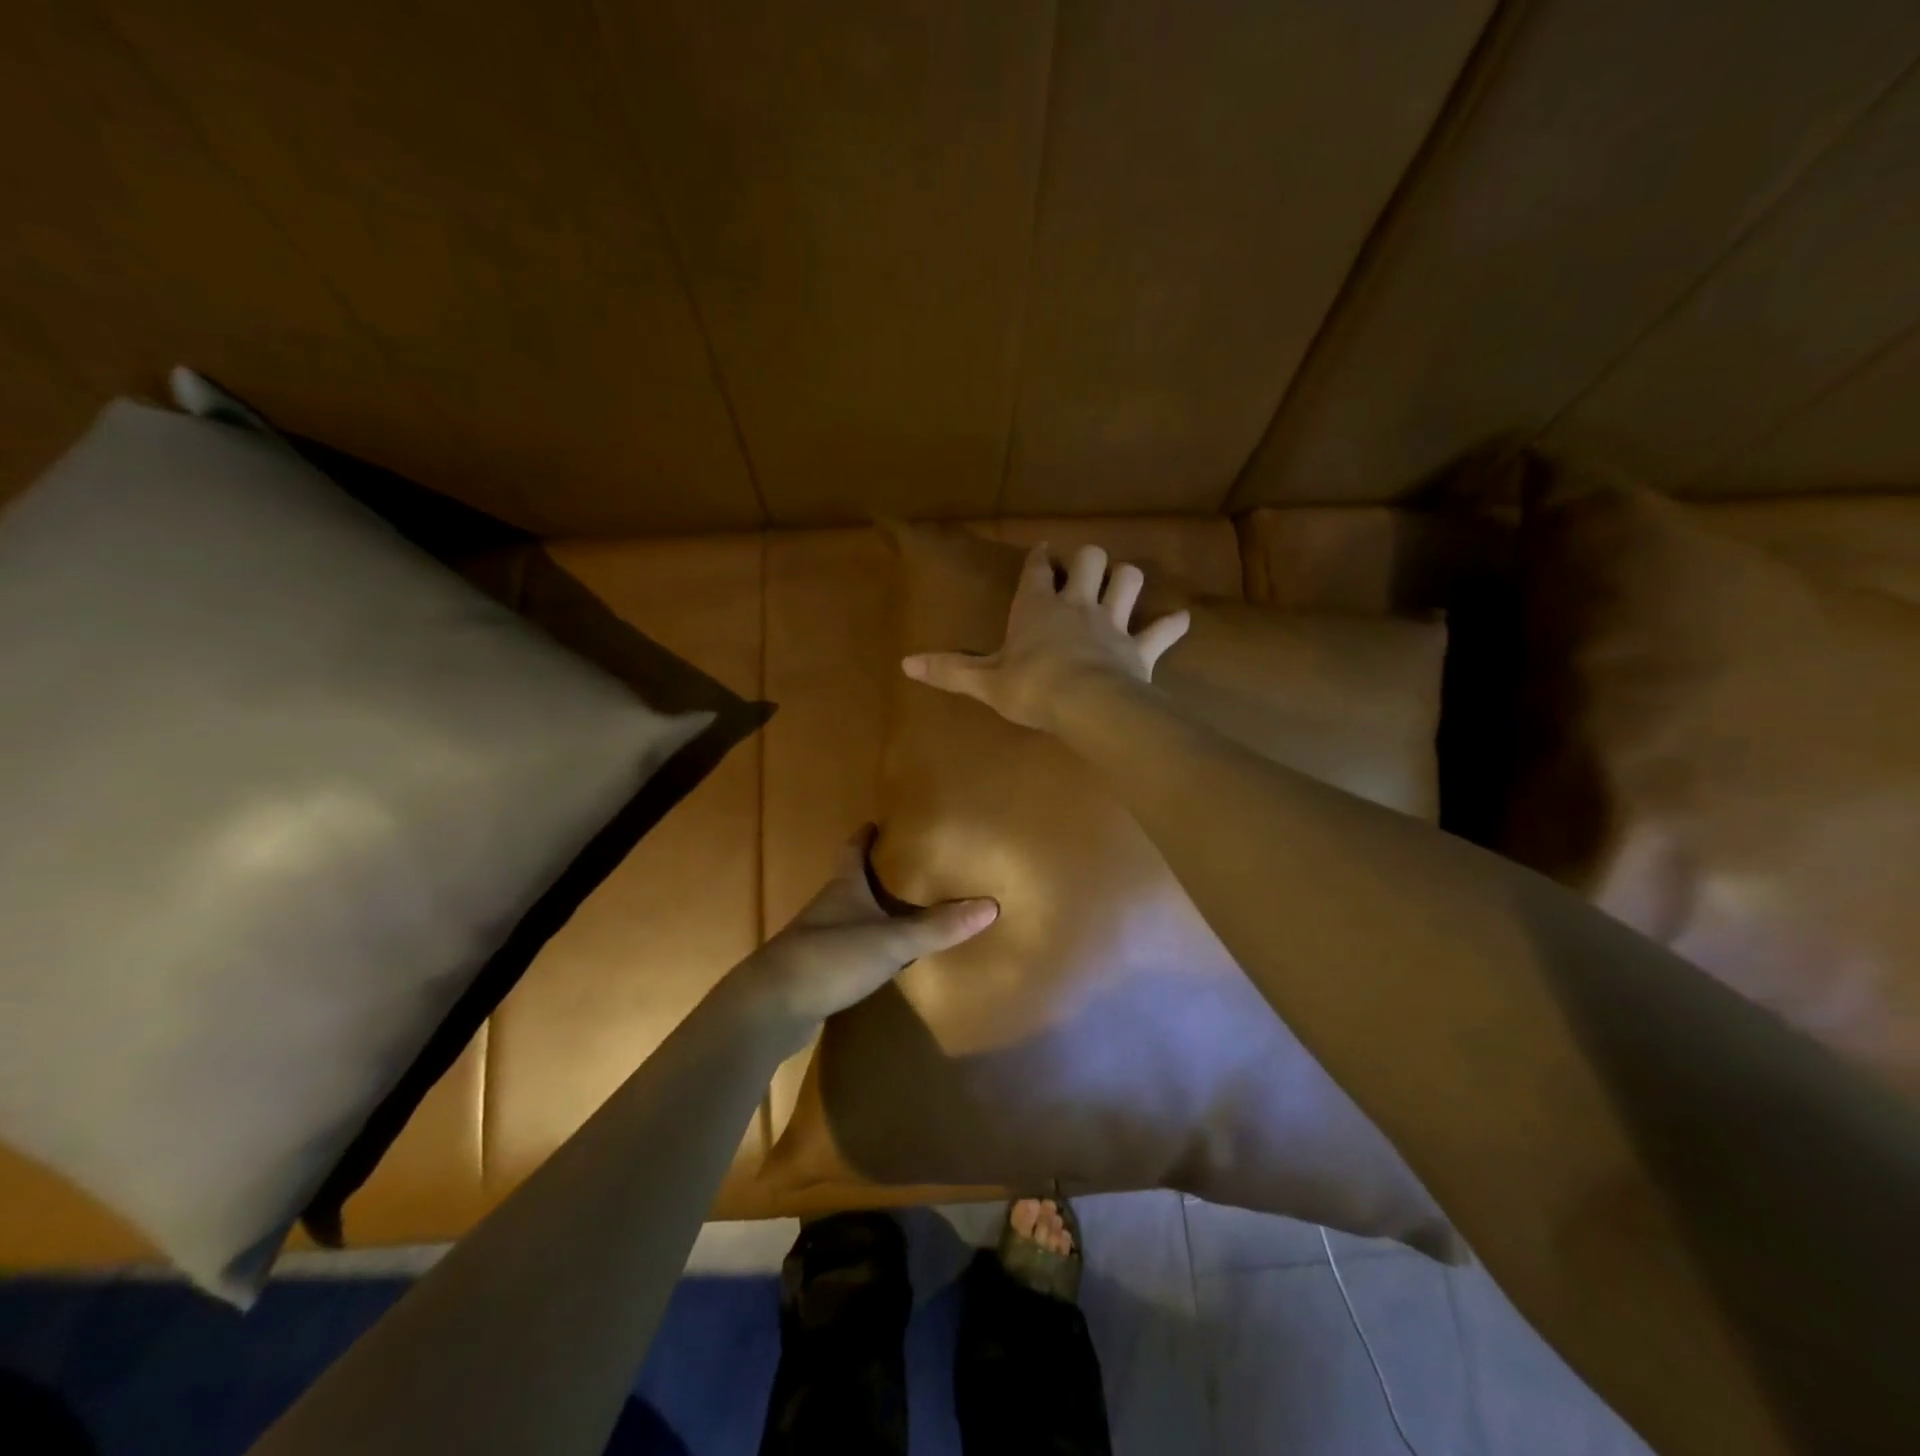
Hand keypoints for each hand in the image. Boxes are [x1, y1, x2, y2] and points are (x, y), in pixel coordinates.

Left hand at [731, 827, 997, 1032]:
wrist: (772, 1006)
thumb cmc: (830, 957)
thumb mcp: (891, 941)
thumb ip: (938, 927)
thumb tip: (991, 906)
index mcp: (843, 887)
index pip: (853, 850)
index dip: (865, 836)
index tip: (878, 823)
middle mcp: (828, 907)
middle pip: (851, 881)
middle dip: (874, 874)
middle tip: (907, 868)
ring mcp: (817, 940)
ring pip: (849, 917)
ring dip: (870, 913)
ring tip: (902, 913)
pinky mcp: (814, 972)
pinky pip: (847, 951)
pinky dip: (865, 949)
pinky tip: (883, 960)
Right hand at [901, 543, 1189, 729]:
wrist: (1086, 704)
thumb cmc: (1031, 687)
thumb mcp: (984, 681)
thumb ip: (949, 670)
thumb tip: (904, 663)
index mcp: (1037, 606)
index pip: (1038, 568)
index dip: (1041, 558)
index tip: (1043, 554)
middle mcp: (1077, 604)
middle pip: (1090, 559)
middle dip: (1087, 560)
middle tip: (1081, 572)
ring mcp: (1113, 623)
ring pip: (1128, 581)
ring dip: (1126, 580)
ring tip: (1121, 586)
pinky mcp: (1140, 648)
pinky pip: (1163, 631)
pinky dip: (1170, 626)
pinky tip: (1178, 622)